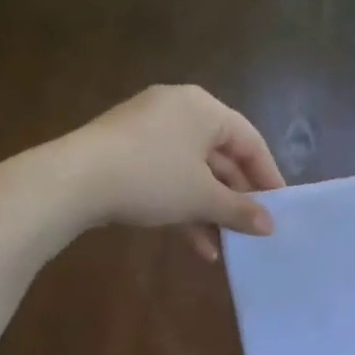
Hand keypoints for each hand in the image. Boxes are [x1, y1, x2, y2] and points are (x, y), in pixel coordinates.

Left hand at [63, 84, 283, 258]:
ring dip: (211, 211)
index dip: (268, 176)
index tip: (281, 208)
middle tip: (253, 229)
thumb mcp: (202, 198)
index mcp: (203, 108)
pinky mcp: (126, 152)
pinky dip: (183, 207)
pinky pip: (167, 177)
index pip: (250, 141)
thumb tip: (270, 226)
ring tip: (227, 246)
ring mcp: (148, 131)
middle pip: (221, 157)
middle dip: (237, 199)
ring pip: (193, 172)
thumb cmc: (152, 178)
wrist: (74, 181)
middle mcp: (178, 110)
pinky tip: (197, 246)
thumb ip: (240, 210)